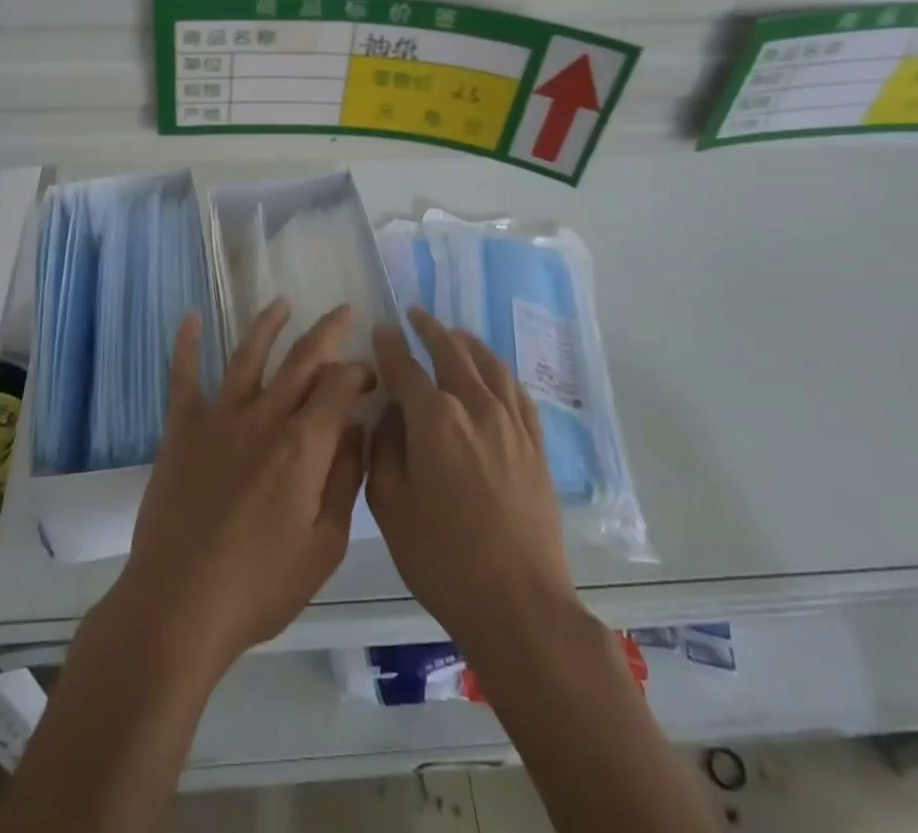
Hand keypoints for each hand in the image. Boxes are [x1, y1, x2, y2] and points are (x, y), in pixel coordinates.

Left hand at [104, 300, 373, 679]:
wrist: (179, 605)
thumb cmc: (259, 586)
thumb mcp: (324, 547)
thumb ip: (345, 481)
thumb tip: (358, 429)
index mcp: (303, 446)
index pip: (339, 385)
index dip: (359, 372)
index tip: (369, 376)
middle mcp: (264, 416)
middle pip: (302, 359)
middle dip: (328, 331)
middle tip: (343, 311)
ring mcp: (219, 418)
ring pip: (248, 355)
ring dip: (268, 325)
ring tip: (282, 303)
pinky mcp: (182, 428)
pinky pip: (183, 376)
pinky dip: (186, 343)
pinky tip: (190, 316)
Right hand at [368, 306, 578, 655]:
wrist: (519, 604)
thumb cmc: (442, 559)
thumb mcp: (390, 505)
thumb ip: (383, 448)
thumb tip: (388, 413)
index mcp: (435, 420)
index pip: (406, 367)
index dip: (391, 345)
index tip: (382, 329)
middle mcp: (475, 407)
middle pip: (451, 353)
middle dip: (429, 329)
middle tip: (415, 314)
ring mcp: (511, 423)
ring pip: (488, 364)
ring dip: (467, 343)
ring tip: (453, 332)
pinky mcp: (536, 444)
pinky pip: (517, 391)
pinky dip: (500, 370)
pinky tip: (493, 370)